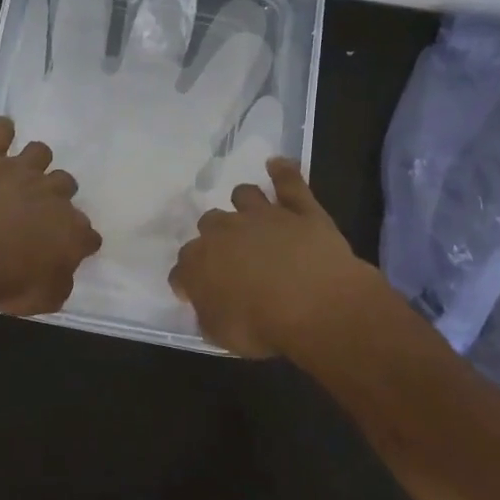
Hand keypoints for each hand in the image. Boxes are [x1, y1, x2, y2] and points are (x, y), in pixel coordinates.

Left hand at [0, 116, 102, 314]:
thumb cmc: (3, 280)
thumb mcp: (40, 300)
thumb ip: (58, 286)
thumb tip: (62, 274)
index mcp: (70, 231)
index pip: (88, 234)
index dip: (80, 241)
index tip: (70, 248)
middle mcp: (53, 194)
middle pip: (67, 184)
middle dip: (57, 194)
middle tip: (38, 209)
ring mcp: (21, 170)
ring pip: (40, 152)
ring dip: (35, 161)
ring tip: (21, 172)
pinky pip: (0, 131)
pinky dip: (1, 130)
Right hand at [169, 159, 380, 357]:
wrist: (316, 305)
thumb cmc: (263, 326)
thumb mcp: (222, 335)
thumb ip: (208, 314)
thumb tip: (205, 305)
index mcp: (199, 262)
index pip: (183, 267)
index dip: (188, 280)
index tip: (194, 292)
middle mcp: (225, 230)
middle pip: (209, 223)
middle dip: (215, 237)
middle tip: (230, 257)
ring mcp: (263, 215)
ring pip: (244, 194)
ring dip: (243, 203)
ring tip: (250, 214)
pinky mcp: (300, 209)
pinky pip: (289, 182)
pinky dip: (283, 172)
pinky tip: (278, 164)